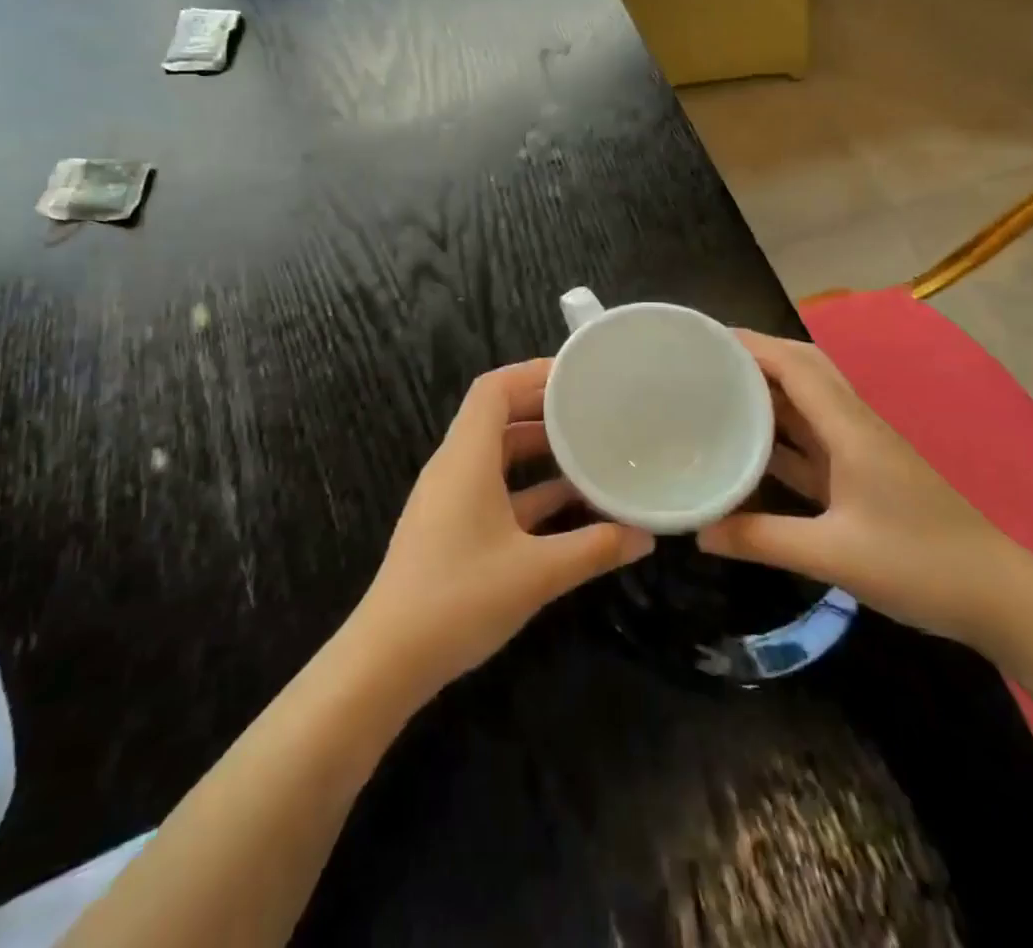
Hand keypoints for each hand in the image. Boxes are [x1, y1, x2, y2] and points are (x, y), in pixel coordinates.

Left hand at [353, 358, 653, 698]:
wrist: (387, 660)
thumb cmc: (458, 599)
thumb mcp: (536, 573)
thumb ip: (594, 549)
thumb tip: (645, 536)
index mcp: (466, 458)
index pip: (493, 389)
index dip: (532, 373)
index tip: (576, 375)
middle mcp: (454, 467)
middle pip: (497, 417)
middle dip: (543, 409)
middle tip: (592, 408)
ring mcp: (450, 498)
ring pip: (497, 455)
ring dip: (538, 450)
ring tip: (588, 449)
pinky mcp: (452, 527)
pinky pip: (494, 488)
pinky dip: (528, 488)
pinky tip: (568, 505)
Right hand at [696, 330, 1032, 649]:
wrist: (1001, 598)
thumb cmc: (920, 565)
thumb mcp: (832, 555)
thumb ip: (762, 539)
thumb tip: (699, 532)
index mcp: (849, 428)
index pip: (795, 366)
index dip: (751, 346)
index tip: (705, 340)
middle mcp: (854, 426)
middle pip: (803, 370)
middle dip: (756, 357)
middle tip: (706, 361)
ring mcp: (861, 450)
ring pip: (807, 402)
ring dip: (768, 390)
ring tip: (717, 390)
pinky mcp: (863, 474)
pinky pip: (812, 438)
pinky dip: (781, 431)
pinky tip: (750, 444)